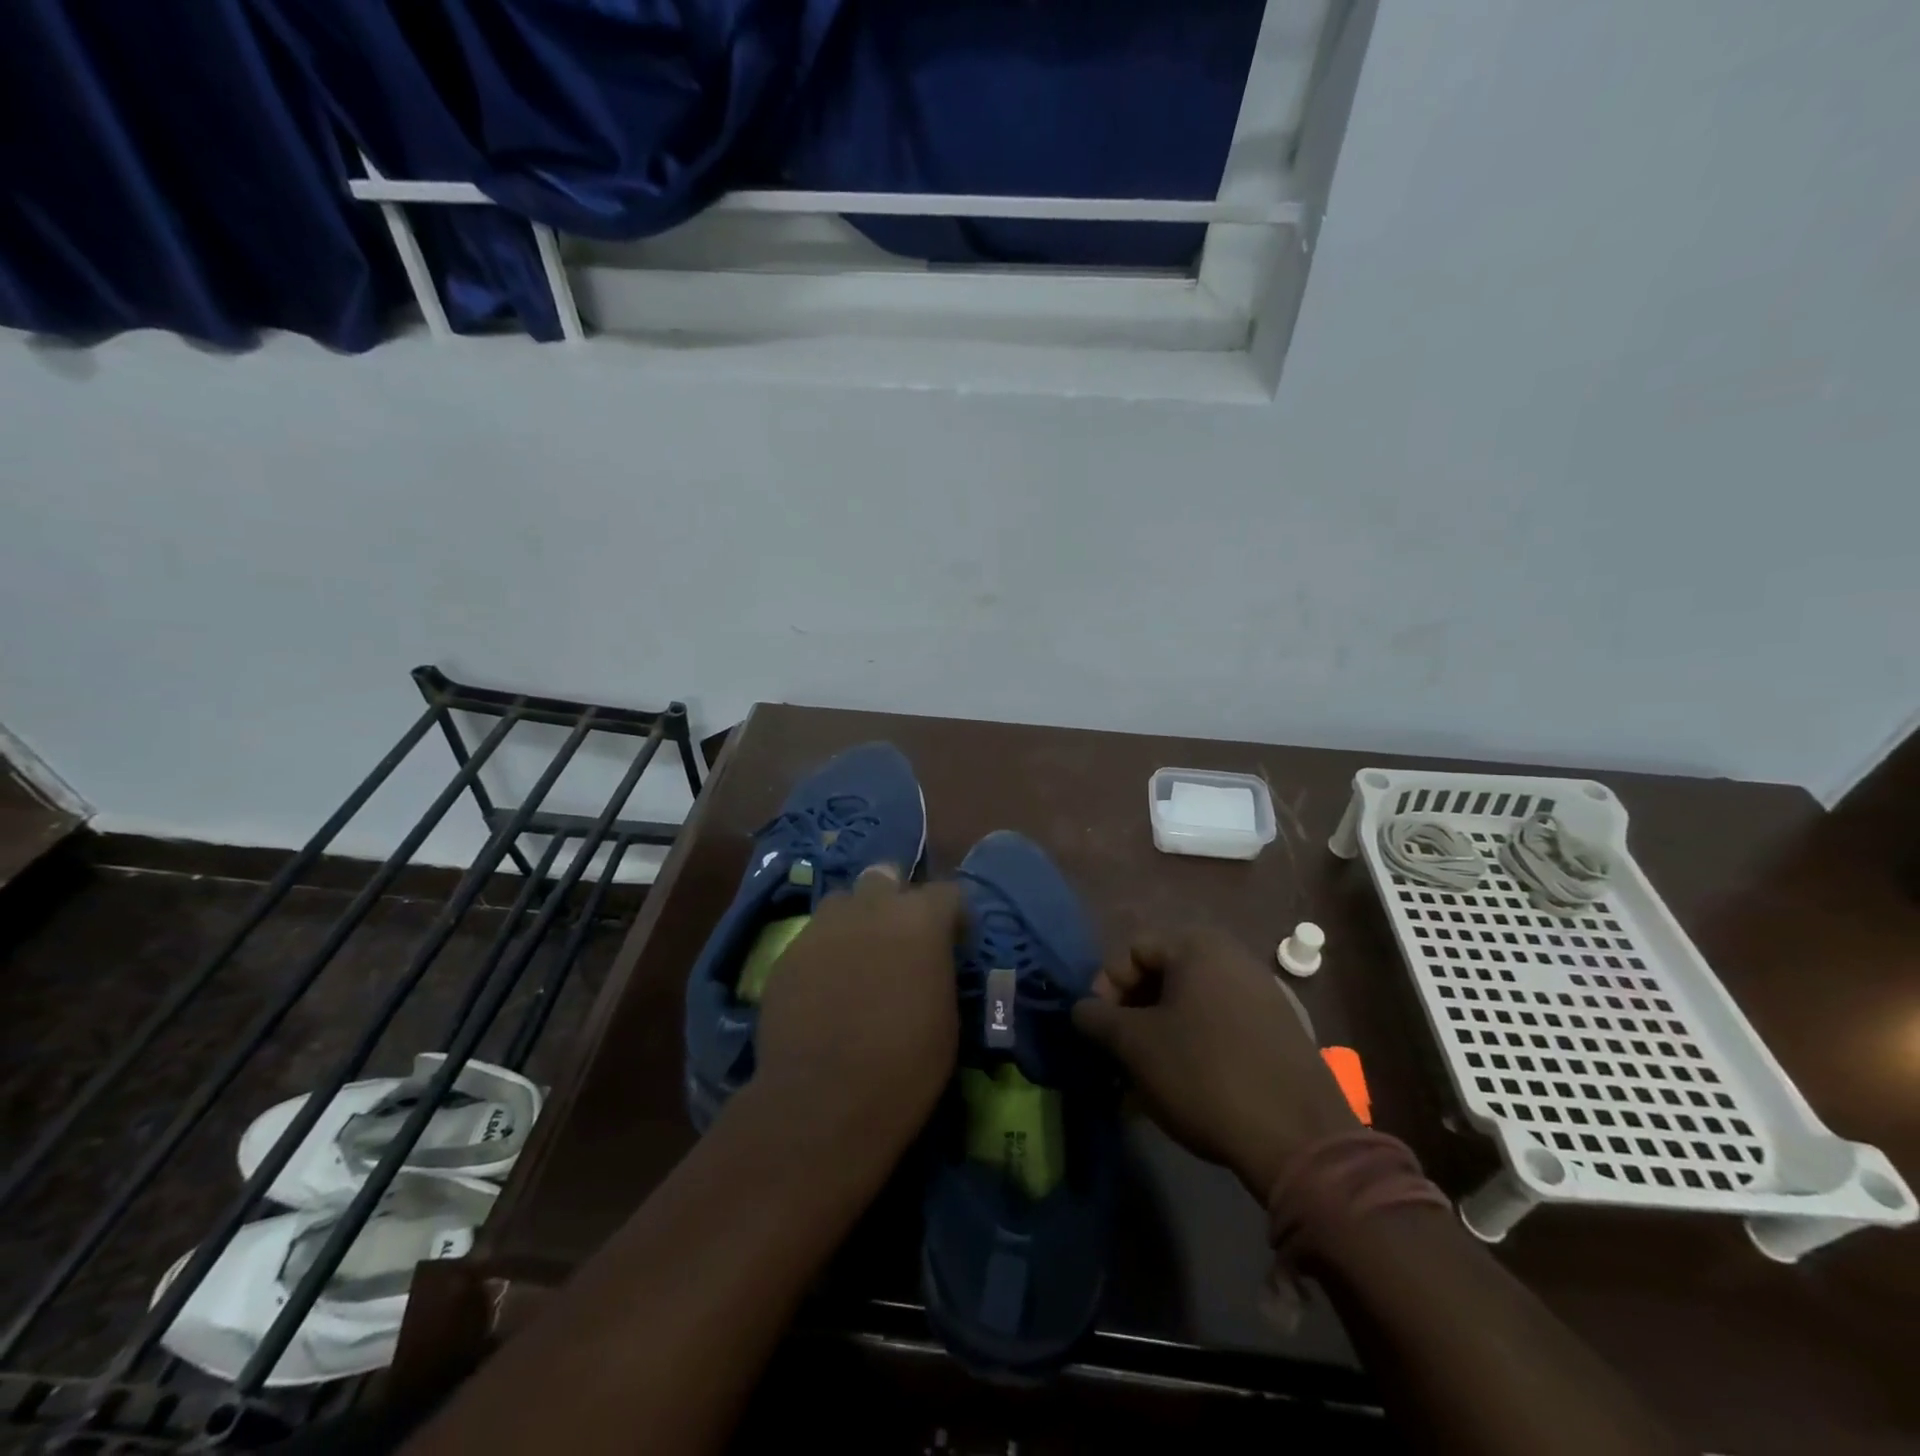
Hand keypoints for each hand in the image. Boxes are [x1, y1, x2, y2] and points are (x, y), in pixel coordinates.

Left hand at [750, 865, 963, 1161]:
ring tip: (858, 955)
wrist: (823, 1101)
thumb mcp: (945, 1016)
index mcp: (920, 919)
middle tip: (899, 936)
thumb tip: (930, 961)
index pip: (947, 892)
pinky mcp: (788, 953)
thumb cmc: (905, 1065)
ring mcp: (823, 927)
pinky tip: (824, 986)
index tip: (953, 941)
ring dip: (855, 918)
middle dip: (895, 897)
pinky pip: (812, 937)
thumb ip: (937, 968)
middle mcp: (871, 907)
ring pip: (842, 901)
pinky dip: (824, 952)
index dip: (952, 916)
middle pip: (885, 876)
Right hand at [1072, 926, 1355, 1197]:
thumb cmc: (1204, 1074)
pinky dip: (1195, 1048)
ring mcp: (1263, 995)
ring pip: (1191, 1006)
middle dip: (1133, 1015)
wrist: (1300, 1139)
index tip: (1100, 1030)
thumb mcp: (1135, 1045)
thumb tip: (1081, 1009)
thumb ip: (1097, 1018)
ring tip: (1147, 1079)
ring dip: (1161, 1035)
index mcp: (1198, 947)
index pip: (1133, 951)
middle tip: (1120, 1055)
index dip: (1106, 987)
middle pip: (1163, 976)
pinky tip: (1186, 1088)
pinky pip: (1222, 1027)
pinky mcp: (1281, 1032)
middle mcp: (1233, 958)